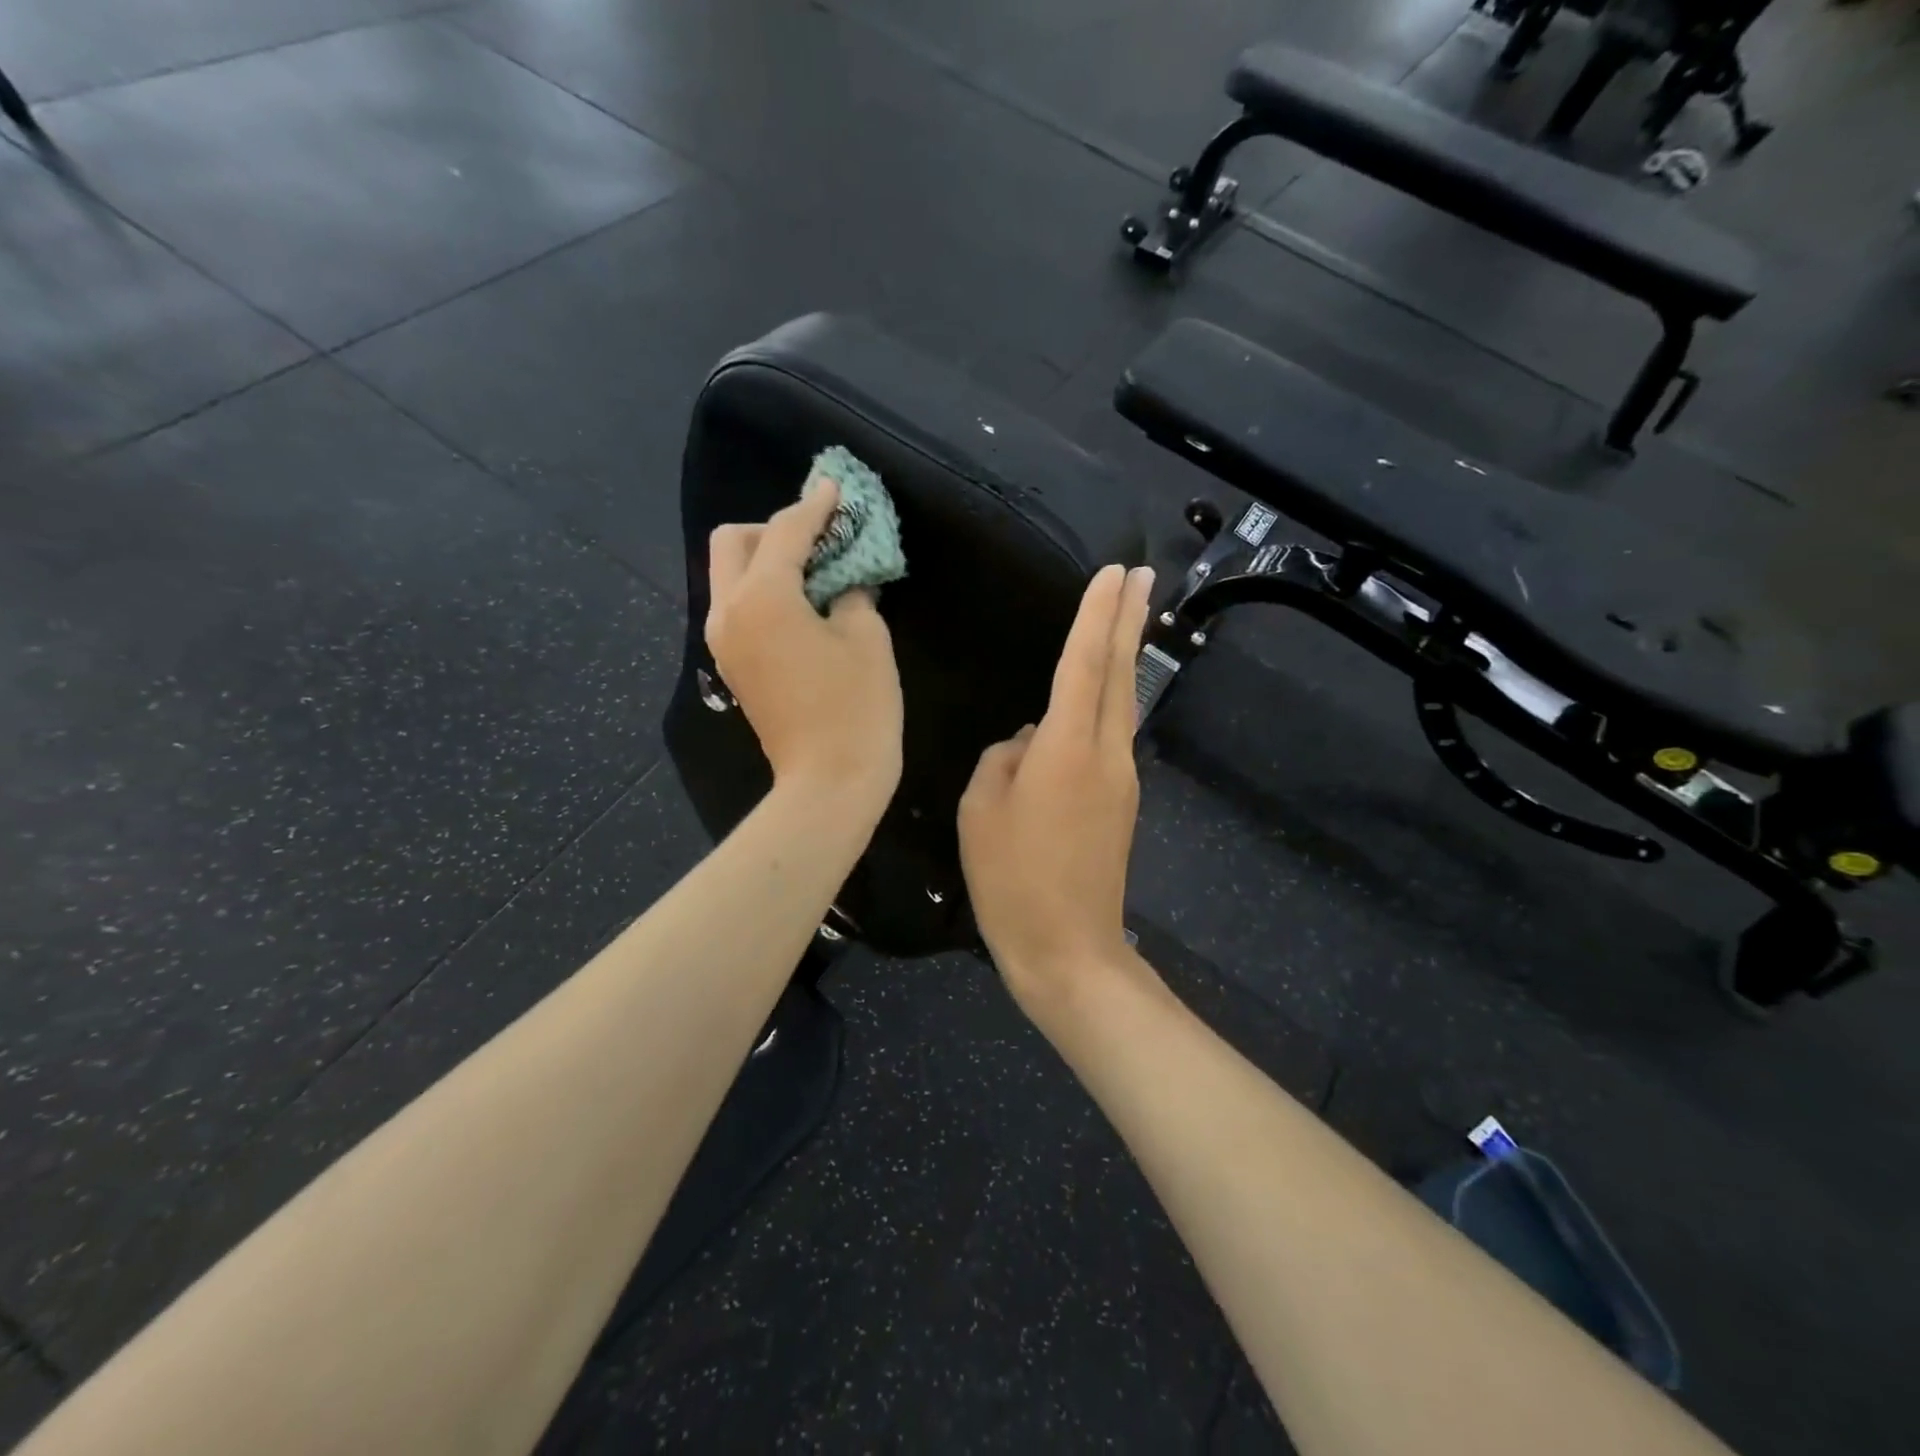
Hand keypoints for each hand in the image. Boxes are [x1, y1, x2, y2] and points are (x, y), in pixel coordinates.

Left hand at [706, 479, 903, 811]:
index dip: (815, 507)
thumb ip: (850, 592)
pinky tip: (802, 606)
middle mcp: (728, 611)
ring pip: (730, 575)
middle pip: (734, 542)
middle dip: (774, 530)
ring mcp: (723, 641)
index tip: (835, 489)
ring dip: (766, 561)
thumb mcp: (866, 638)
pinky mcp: (732, 665)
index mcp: (762, 597)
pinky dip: (763, 592)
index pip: (786, 532)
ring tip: (815, 573)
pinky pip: (738, 607)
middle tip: (819, 541)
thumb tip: (843, 581)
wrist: (829, 783)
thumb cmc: (857, 708)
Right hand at [958, 564, 1154, 1012]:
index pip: (1084, 663)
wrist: (1070, 949)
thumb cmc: (1013, 880)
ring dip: (1123, 657)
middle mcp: (1105, 754)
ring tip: (1124, 618)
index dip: (1096, 615)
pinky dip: (1107, 702)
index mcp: (1067, 748)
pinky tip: (1091, 700)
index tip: (1115, 573)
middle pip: (1119, 673)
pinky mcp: (1121, 804)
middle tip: (1144, 573)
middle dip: (1130, 619)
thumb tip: (1028, 742)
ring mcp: (1121, 779)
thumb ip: (1003, 760)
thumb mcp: (982, 812)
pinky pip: (1111, 737)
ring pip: (1122, 703)